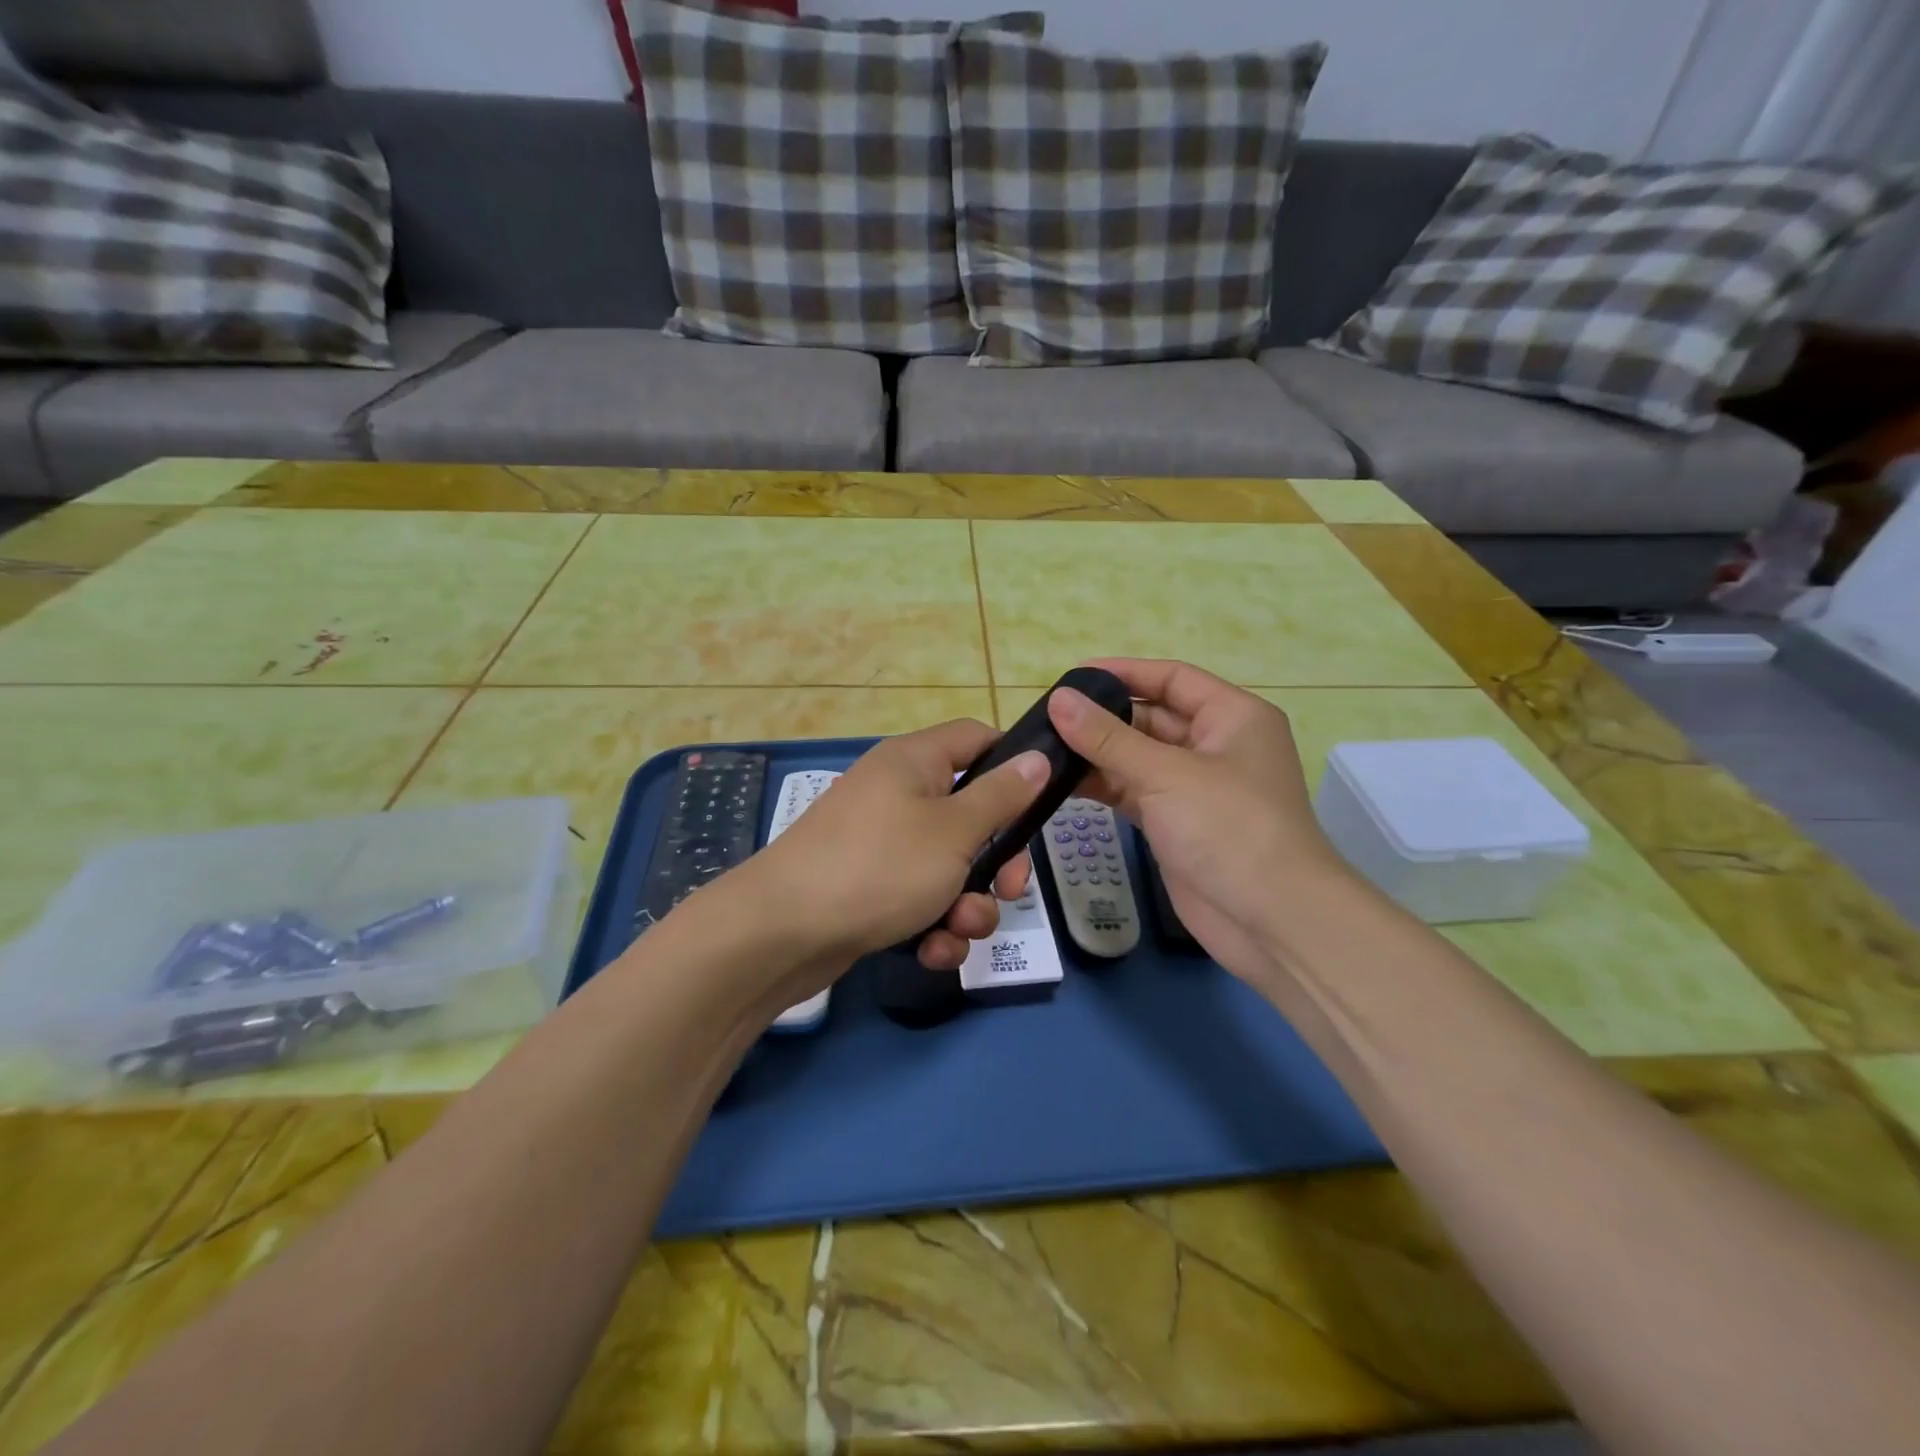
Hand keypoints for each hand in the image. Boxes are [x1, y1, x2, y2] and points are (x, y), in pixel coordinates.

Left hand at [744, 719, 1047, 989]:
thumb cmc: (878, 866)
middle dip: (997, 858)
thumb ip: (1001, 796)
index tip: (1039, 804)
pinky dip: (933, 924)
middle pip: (971, 812)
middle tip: (1010, 888)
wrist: (781, 933)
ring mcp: (882, 843)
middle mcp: (898, 794)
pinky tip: (932, 951)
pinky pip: (920, 898)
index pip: (976, 738)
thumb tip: (1037, 757)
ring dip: (968, 903)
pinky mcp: (870, 888)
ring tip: (959, 929)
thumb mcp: (954, 830)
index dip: (1013, 762)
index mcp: (915, 761)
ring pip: (951, 866)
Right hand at [1048, 658, 1357, 984]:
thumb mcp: (1165, 773)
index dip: (1123, 673)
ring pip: (1138, 758)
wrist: (1271, 920)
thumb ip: (1107, 738)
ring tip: (1044, 750)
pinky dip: (1103, 787)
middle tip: (1047, 717)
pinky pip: (1134, 792)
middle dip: (1103, 718)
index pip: (1171, 679)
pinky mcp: (1177, 823)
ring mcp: (1196, 787)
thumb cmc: (1229, 828)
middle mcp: (1216, 745)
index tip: (1072, 676)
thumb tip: (1059, 700)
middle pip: (1152, 717)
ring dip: (1097, 755)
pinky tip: (1062, 784)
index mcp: (1232, 716)